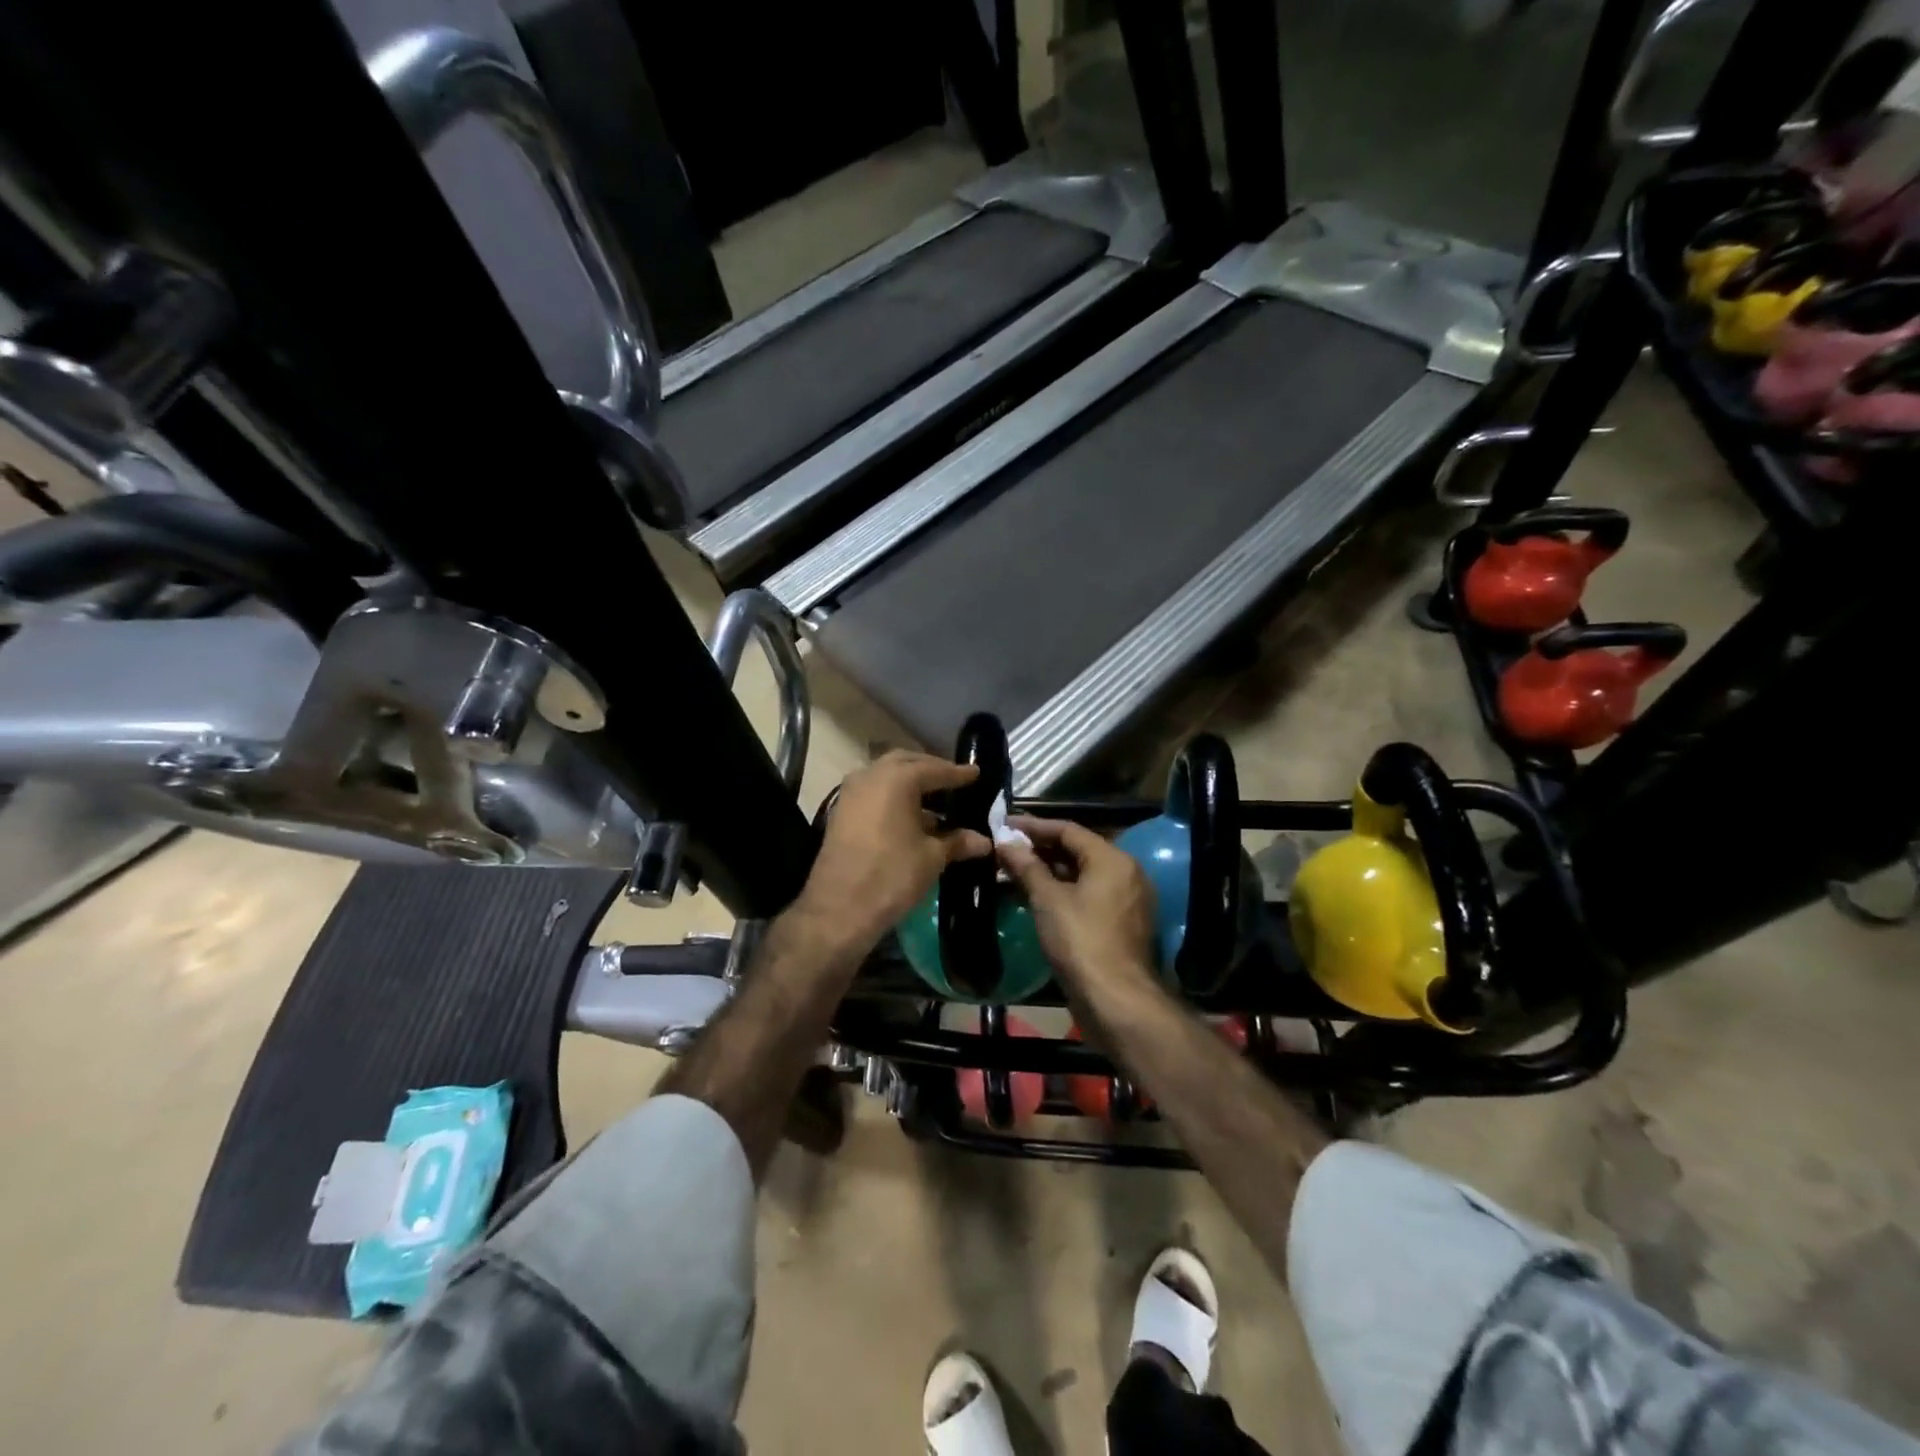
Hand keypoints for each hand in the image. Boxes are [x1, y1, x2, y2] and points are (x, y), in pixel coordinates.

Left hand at [798, 751, 992, 951]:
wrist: (839, 908)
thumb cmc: (892, 875)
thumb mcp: (932, 857)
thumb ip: (957, 842)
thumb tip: (984, 841)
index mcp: (897, 778)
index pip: (935, 769)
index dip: (958, 773)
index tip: (976, 773)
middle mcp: (871, 775)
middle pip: (906, 763)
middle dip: (930, 770)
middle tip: (953, 780)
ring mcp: (851, 793)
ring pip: (886, 776)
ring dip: (909, 783)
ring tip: (934, 800)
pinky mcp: (841, 812)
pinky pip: (873, 793)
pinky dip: (893, 797)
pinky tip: (909, 817)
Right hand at [997, 817, 1157, 993]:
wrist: (1116, 1000)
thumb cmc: (1080, 940)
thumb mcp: (1048, 900)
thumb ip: (1026, 866)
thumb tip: (1005, 841)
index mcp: (1112, 859)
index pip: (1069, 830)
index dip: (1034, 826)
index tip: (1005, 825)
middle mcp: (1125, 873)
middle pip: (1077, 851)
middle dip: (1039, 850)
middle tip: (1005, 850)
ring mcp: (1126, 900)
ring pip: (1082, 876)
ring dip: (1048, 873)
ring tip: (1012, 874)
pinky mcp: (1120, 925)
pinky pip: (1088, 897)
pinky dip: (1062, 893)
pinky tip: (1034, 899)